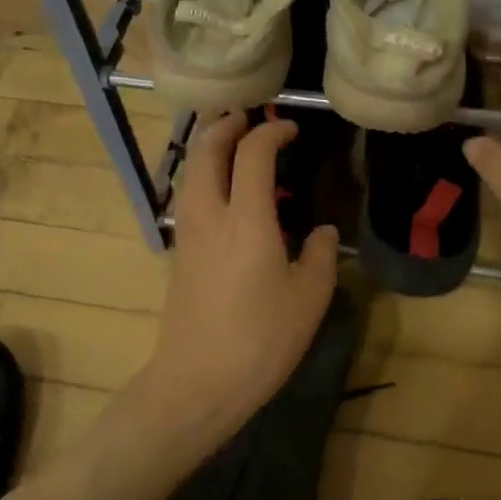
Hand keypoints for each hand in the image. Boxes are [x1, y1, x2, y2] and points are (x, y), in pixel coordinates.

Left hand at [143, 112, 338, 446]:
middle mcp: (210, 216)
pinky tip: (223, 193)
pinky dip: (203, 177)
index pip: (252, 154)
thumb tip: (321, 232)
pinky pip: (188, 197)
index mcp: (246, 220)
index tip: (289, 129)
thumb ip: (320, 255)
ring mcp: (188, 235)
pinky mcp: (179, 255)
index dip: (270, 132)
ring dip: (208, 149)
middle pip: (206, 152)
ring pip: (190, 173)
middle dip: (224, 126)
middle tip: (245, 117)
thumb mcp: (308, 298)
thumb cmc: (260, 339)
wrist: (197, 382)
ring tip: (231, 145)